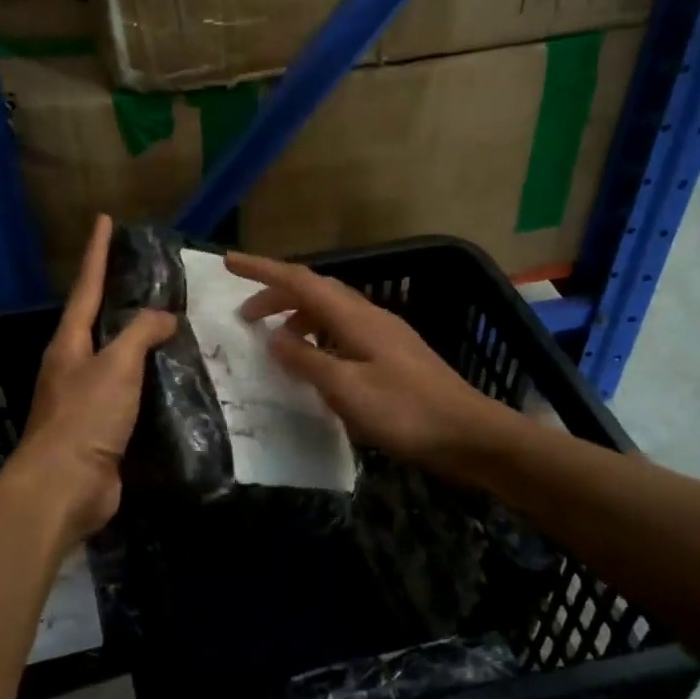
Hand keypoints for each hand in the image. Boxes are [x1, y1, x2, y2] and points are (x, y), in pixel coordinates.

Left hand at [9, 216, 175, 540]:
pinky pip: (132, 396)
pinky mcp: (104, 430)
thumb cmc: (84, 417)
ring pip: (119, 361)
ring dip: (142, 344)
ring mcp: (87, 400)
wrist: (64, 488)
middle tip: (152, 278)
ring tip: (175, 327)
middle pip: (99, 323)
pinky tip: (176, 382)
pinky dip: (153, 384)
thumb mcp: (115, 366)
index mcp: (69, 344)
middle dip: (120, 299)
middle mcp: (74, 366)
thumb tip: (164, 317)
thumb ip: (140, 334)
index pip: (87, 287)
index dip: (97, 253)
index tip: (104, 220)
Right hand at [226, 252, 504, 473]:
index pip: (300, 280)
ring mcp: (385, 335)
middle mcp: (370, 317)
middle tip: (245, 317)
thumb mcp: (346, 389)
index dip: (263, 269)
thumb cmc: (406, 412)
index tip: (229, 262)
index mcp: (356, 318)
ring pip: (331, 312)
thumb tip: (274, 338)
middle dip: (276, 296)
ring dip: (298, 318)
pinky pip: (344, 333)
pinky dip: (319, 338)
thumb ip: (307, 360)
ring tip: (276, 342)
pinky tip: (316, 363)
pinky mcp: (393, 356)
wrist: (470, 435)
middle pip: (315, 291)